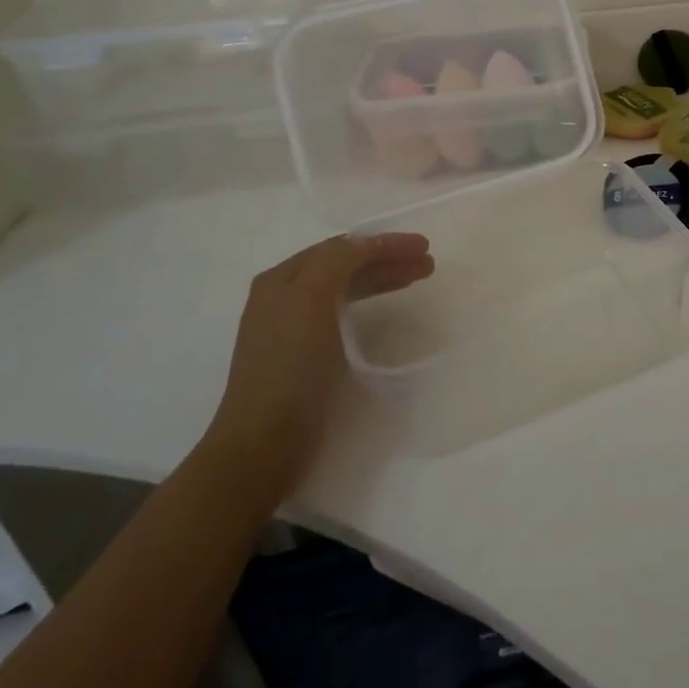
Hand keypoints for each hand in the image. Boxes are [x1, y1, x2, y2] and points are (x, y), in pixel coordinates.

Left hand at [203, 233, 433, 504]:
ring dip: (382, 279)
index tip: (423, 248)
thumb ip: (337, 262)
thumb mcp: (310, 301)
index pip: (341, 247)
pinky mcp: (304, 358)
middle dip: (387, 259)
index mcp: (281, 280)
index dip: (384, 242)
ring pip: (345, 289)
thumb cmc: (289, 368)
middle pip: (344, 265)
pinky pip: (342, 315)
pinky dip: (368, 304)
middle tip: (427, 265)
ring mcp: (292, 329)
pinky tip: (384, 311)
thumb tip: (366, 245)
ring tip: (416, 280)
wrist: (262, 445)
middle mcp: (283, 298)